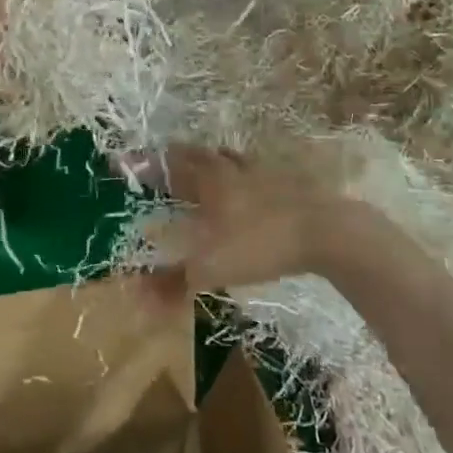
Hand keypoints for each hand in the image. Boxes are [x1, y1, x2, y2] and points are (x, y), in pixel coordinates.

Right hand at [143, 145, 368, 292]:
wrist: (326, 230)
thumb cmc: (260, 243)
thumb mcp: (211, 268)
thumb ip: (173, 283)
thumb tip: (137, 297)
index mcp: (207, 179)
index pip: (169, 164)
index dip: (146, 164)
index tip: (126, 162)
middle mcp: (230, 168)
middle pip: (197, 155)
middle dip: (176, 159)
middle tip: (162, 166)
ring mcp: (261, 171)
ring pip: (228, 159)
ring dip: (210, 162)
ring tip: (201, 170)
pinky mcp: (288, 180)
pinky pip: (254, 170)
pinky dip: (241, 174)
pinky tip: (247, 187)